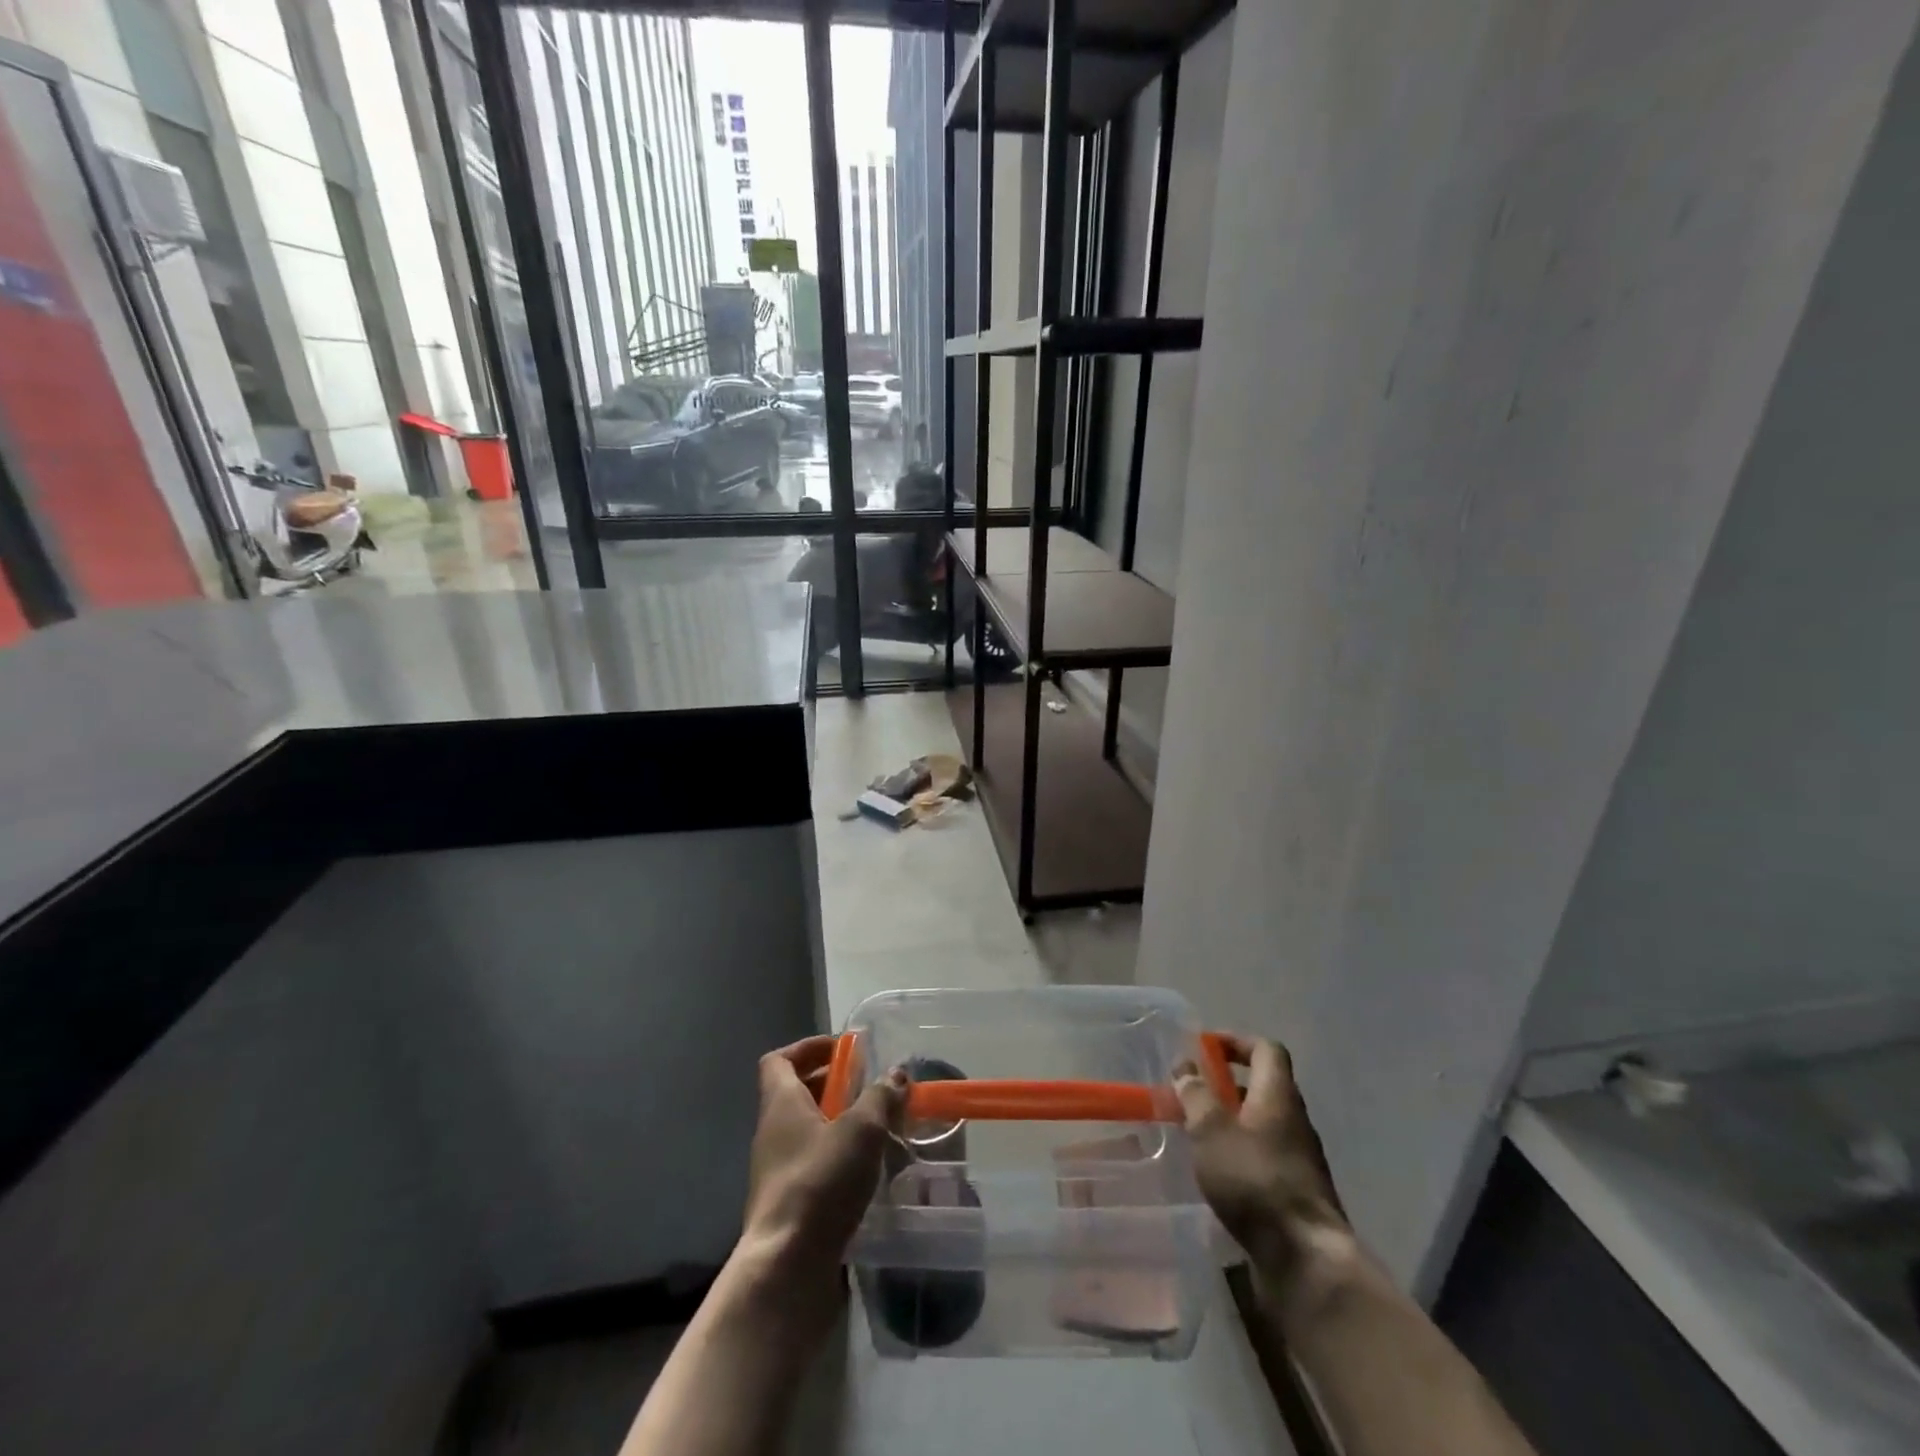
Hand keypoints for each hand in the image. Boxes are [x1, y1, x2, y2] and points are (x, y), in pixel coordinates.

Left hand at [737, 1036, 905, 1307]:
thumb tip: (896, 1074)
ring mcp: (777, 1172)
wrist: (787, 1269)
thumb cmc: (820, 1183)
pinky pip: (814, 1165)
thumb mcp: (861, 1130)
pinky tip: (870, 1172)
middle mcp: (773, 1132)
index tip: (843, 1050)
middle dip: (834, 1085)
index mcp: (781, 1103)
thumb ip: (881, 1097)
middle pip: (797, 1093)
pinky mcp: (789, 1206)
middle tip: (871, 1088)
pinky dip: (839, 1159)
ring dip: (840, 1124)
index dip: (809, 1047)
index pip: (779, 1059)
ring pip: (808, 1131)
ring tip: (879, 1128)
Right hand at [1174, 1034, 1349, 1286]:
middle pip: (1264, 1087)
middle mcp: (1294, 1121)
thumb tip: (1186, 1068)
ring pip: (1263, 1124)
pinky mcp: (1296, 1193)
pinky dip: (1240, 1153)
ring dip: (1231, 1121)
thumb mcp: (1211, 1130)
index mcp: (1278, 1096)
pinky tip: (1216, 1172)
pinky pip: (1265, 1157)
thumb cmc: (1254, 1180)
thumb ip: (1195, 1095)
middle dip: (1226, 1085)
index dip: (1237, 1041)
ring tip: (1196, 1133)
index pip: (1266, 1050)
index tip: (1205, 1048)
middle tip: (1192, 1092)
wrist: (1305, 1259)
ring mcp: (1300, 1159)